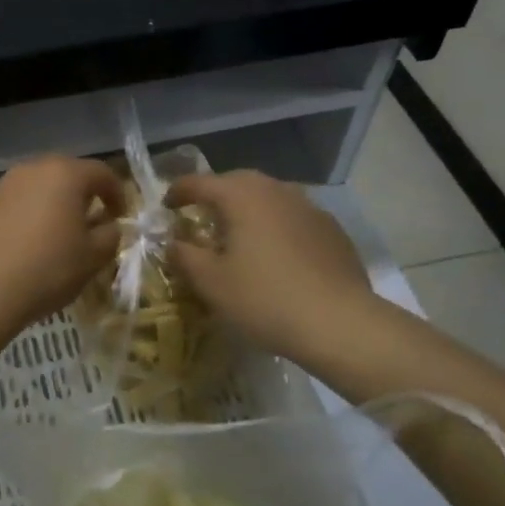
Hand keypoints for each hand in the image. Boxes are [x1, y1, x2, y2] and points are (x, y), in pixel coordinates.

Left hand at [0, 156, 125, 334]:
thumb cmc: (47, 269)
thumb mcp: (93, 257)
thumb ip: (110, 235)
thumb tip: (108, 226)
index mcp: (64, 174)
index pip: (101, 173)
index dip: (117, 193)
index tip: (120, 217)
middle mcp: (30, 170)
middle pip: (65, 175)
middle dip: (82, 196)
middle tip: (90, 223)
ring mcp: (0, 187)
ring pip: (36, 190)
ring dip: (50, 206)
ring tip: (56, 237)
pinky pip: (12, 208)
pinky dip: (24, 220)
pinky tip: (23, 249)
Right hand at [167, 171, 372, 362]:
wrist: (339, 323)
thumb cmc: (264, 298)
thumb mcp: (211, 282)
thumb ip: (184, 256)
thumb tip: (173, 242)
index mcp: (242, 196)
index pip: (200, 182)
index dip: (178, 192)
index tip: (165, 208)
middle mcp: (276, 190)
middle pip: (237, 182)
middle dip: (215, 195)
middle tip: (200, 217)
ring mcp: (309, 207)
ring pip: (269, 197)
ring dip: (248, 209)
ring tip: (238, 235)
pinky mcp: (332, 230)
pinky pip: (293, 218)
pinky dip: (275, 226)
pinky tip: (275, 254)